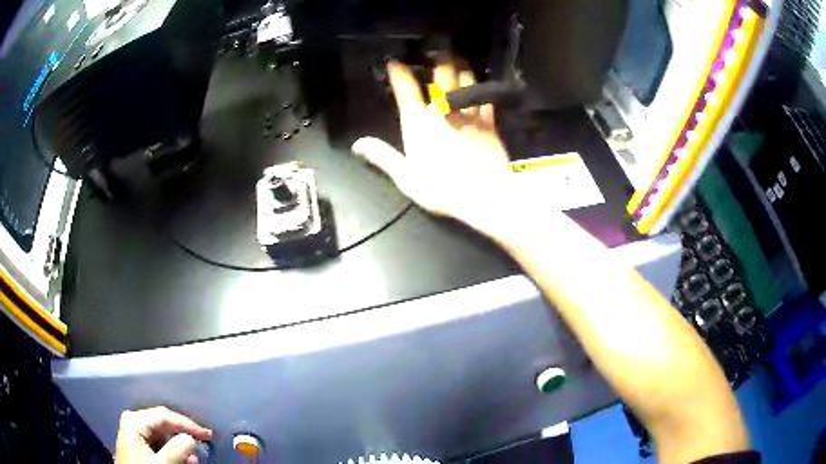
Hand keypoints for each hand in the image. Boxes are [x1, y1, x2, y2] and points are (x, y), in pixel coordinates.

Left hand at [115, 407, 211, 463]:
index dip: (188, 424)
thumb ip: (176, 450)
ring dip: (180, 445)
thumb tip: (191, 439)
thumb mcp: (161, 463)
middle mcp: (132, 421)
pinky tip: (183, 458)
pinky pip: (158, 443)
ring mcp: (134, 433)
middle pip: (164, 423)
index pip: (165, 415)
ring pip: (162, 435)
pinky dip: (173, 450)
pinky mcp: (137, 446)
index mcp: (134, 420)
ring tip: (195, 455)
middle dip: (184, 434)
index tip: (207, 434)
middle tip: (204, 442)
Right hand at [352, 60, 512, 229]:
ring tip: (459, 62)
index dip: (399, 73)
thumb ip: (382, 157)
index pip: (406, 89)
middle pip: (441, 76)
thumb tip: (357, 144)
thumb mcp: (405, 177)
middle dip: (438, 60)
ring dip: (461, 69)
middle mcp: (442, 111)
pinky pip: (485, 98)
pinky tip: (481, 84)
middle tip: (438, 49)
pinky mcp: (489, 123)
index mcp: (418, 123)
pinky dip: (482, 88)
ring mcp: (468, 114)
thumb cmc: (441, 189)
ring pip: (466, 81)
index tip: (394, 61)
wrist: (484, 196)